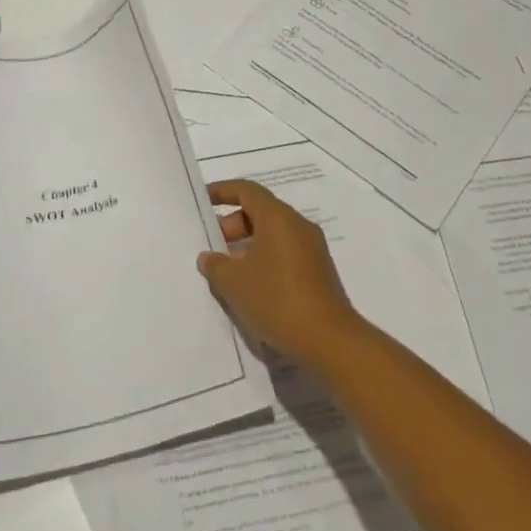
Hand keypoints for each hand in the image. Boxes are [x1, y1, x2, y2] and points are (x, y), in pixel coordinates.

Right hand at [198, 179, 361, 364]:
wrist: (328, 340)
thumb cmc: (277, 300)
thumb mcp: (234, 283)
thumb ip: (216, 265)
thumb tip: (209, 257)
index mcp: (279, 218)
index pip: (247, 190)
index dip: (222, 191)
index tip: (202, 200)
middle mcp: (298, 225)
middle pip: (261, 211)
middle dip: (233, 224)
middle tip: (212, 245)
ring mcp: (312, 249)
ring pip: (273, 234)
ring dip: (248, 245)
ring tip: (227, 270)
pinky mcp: (318, 271)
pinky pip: (285, 253)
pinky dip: (264, 259)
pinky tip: (251, 287)